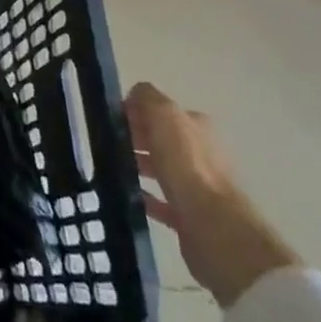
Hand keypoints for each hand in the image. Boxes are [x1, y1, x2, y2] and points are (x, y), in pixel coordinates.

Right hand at [124, 81, 299, 307]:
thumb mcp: (164, 115)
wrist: (213, 227)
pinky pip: (162, 202)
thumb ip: (148, 98)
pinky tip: (126, 194)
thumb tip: (136, 94)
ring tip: (111, 166)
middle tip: (107, 142)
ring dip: (139, 165)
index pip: (163, 112)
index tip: (112, 119)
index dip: (137, 112)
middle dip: (136, 138)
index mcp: (197, 128)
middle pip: (163, 140)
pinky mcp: (191, 216)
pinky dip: (144, 196)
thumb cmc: (187, 165)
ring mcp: (199, 187)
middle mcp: (202, 154)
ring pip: (162, 169)